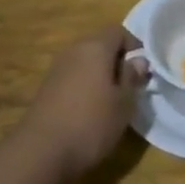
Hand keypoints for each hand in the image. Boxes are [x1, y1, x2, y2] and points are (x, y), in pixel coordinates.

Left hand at [16, 25, 148, 181]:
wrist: (40, 152)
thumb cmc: (91, 123)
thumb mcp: (123, 103)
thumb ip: (132, 78)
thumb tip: (139, 59)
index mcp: (95, 47)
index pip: (118, 31)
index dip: (133, 44)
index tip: (143, 67)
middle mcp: (73, 51)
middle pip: (99, 45)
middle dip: (116, 60)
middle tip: (130, 85)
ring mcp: (56, 69)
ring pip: (85, 62)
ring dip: (99, 75)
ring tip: (111, 100)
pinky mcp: (46, 89)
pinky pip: (72, 78)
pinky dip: (84, 87)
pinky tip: (89, 111)